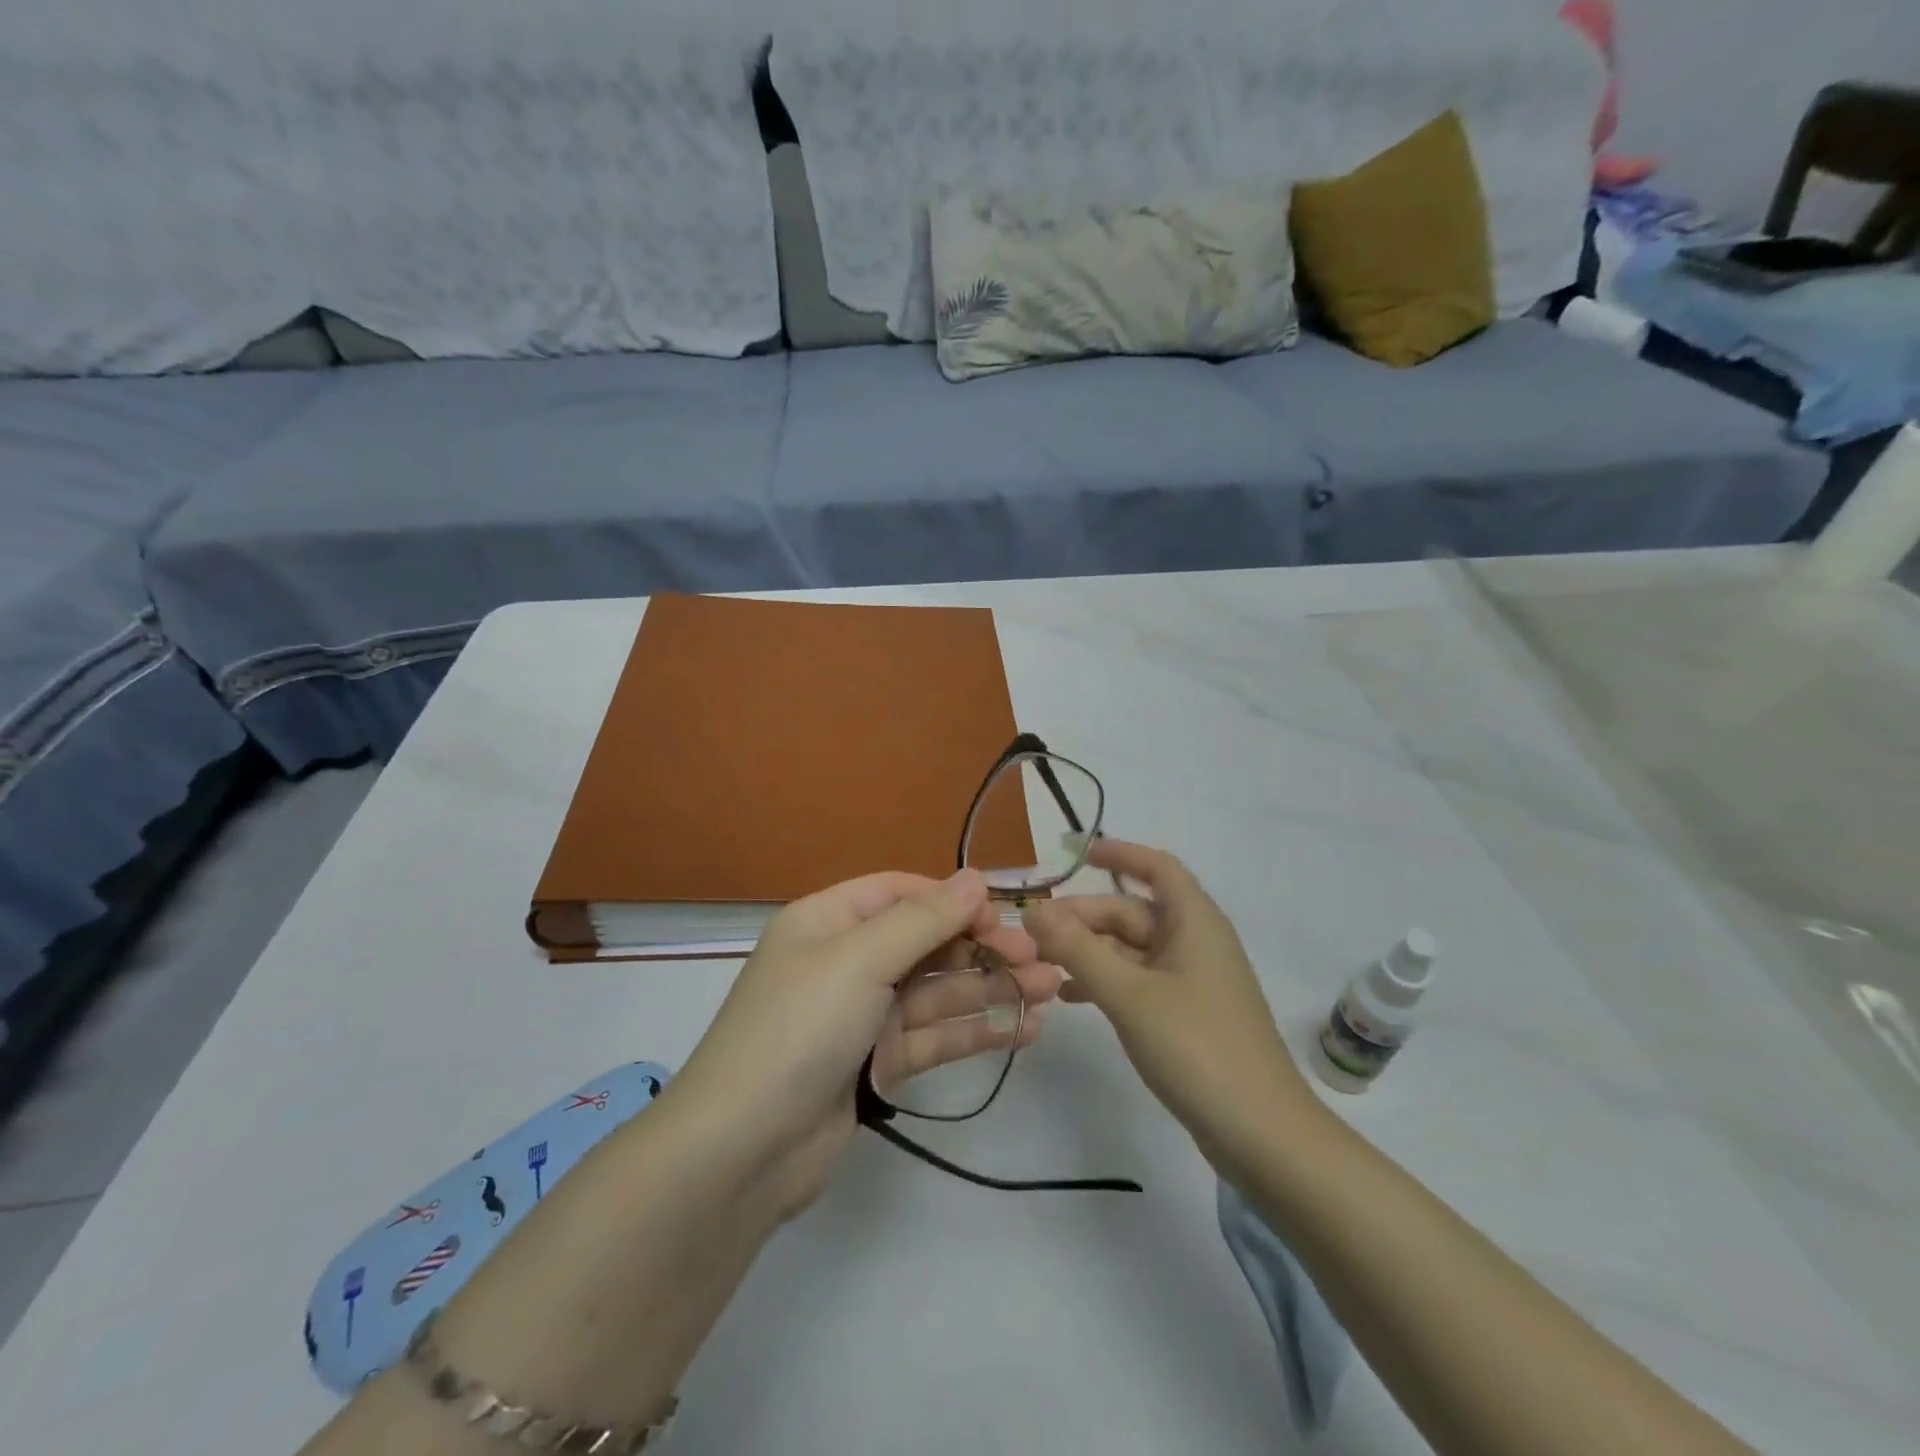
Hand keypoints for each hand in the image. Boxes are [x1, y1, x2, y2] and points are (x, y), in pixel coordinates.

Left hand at [666, 869, 1061, 1220]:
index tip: (1003, 914)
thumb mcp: (860, 959)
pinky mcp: (877, 1064)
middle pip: (926, 943)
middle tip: (1039, 959)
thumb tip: (976, 878)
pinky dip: (976, 1031)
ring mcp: (863, 1015)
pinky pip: (935, 1037)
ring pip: (938, 992)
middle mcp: (846, 961)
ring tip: (1050, 990)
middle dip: (982, 948)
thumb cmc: (799, 1028)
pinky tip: (1024, 1029)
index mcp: (829, 921)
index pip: (901, 893)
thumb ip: (924, 919)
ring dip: (991, 989)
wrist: (742, 1150)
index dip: (952, 899)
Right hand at [1023, 839, 1319, 1162]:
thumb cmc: (1197, 1046)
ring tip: (1040, 963)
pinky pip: (1137, 981)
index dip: (1120, 854)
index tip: (1077, 854)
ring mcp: (1191, 980)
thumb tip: (1034, 911)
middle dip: (1083, 917)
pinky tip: (1068, 996)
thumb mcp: (1129, 994)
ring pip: (1131, 949)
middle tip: (1032, 932)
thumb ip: (1078, 950)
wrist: (1261, 1133)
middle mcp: (1194, 942)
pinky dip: (1104, 981)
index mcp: (1194, 922)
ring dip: (1088, 951)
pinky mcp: (1186, 1014)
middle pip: (1132, 912)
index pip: (1157, 867)